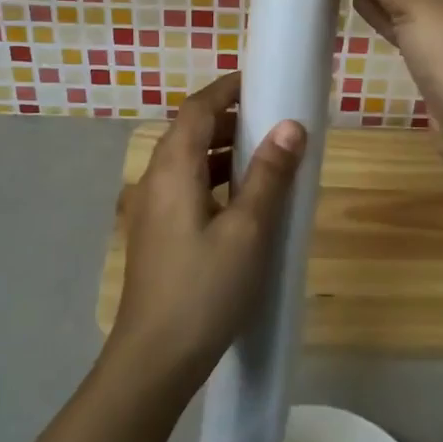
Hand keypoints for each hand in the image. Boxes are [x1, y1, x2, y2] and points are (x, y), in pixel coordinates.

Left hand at [113, 73, 305, 385]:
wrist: (154, 359)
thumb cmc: (205, 289)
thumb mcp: (248, 230)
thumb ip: (268, 175)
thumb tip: (290, 126)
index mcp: (173, 168)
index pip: (197, 108)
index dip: (226, 89)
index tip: (259, 82)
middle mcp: (155, 179)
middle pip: (189, 131)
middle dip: (228, 119)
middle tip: (271, 121)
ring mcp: (151, 209)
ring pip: (187, 162)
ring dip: (222, 151)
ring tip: (264, 158)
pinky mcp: (156, 234)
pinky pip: (185, 187)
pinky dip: (214, 179)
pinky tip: (242, 202)